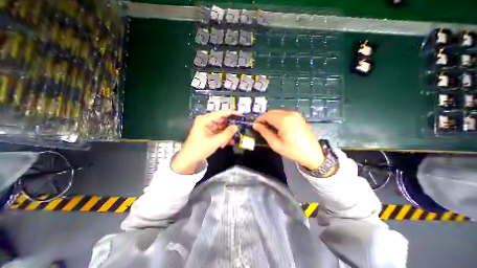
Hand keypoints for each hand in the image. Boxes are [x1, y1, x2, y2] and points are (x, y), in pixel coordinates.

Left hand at [170, 110, 240, 174]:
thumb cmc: (199, 149)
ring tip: (235, 138)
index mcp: (205, 120)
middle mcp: (206, 121)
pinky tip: (230, 141)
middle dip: (230, 126)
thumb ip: (227, 134)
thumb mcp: (214, 142)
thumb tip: (236, 127)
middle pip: (222, 120)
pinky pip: (219, 132)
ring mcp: (208, 127)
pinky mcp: (209, 132)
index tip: (241, 115)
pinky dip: (224, 136)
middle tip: (240, 129)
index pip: (221, 113)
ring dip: (228, 133)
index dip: (232, 113)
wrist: (189, 160)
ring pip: (222, 127)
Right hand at [254, 109, 323, 169]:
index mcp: (284, 120)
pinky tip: (278, 127)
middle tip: (261, 127)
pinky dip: (278, 118)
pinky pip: (285, 114)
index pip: (267, 115)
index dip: (259, 119)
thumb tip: (256, 125)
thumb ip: (264, 132)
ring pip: (278, 112)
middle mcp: (290, 114)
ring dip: (271, 118)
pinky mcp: (299, 117)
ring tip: (268, 128)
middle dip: (265, 118)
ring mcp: (296, 115)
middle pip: (272, 112)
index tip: (255, 125)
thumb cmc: (293, 151)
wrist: (313, 154)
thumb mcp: (276, 144)